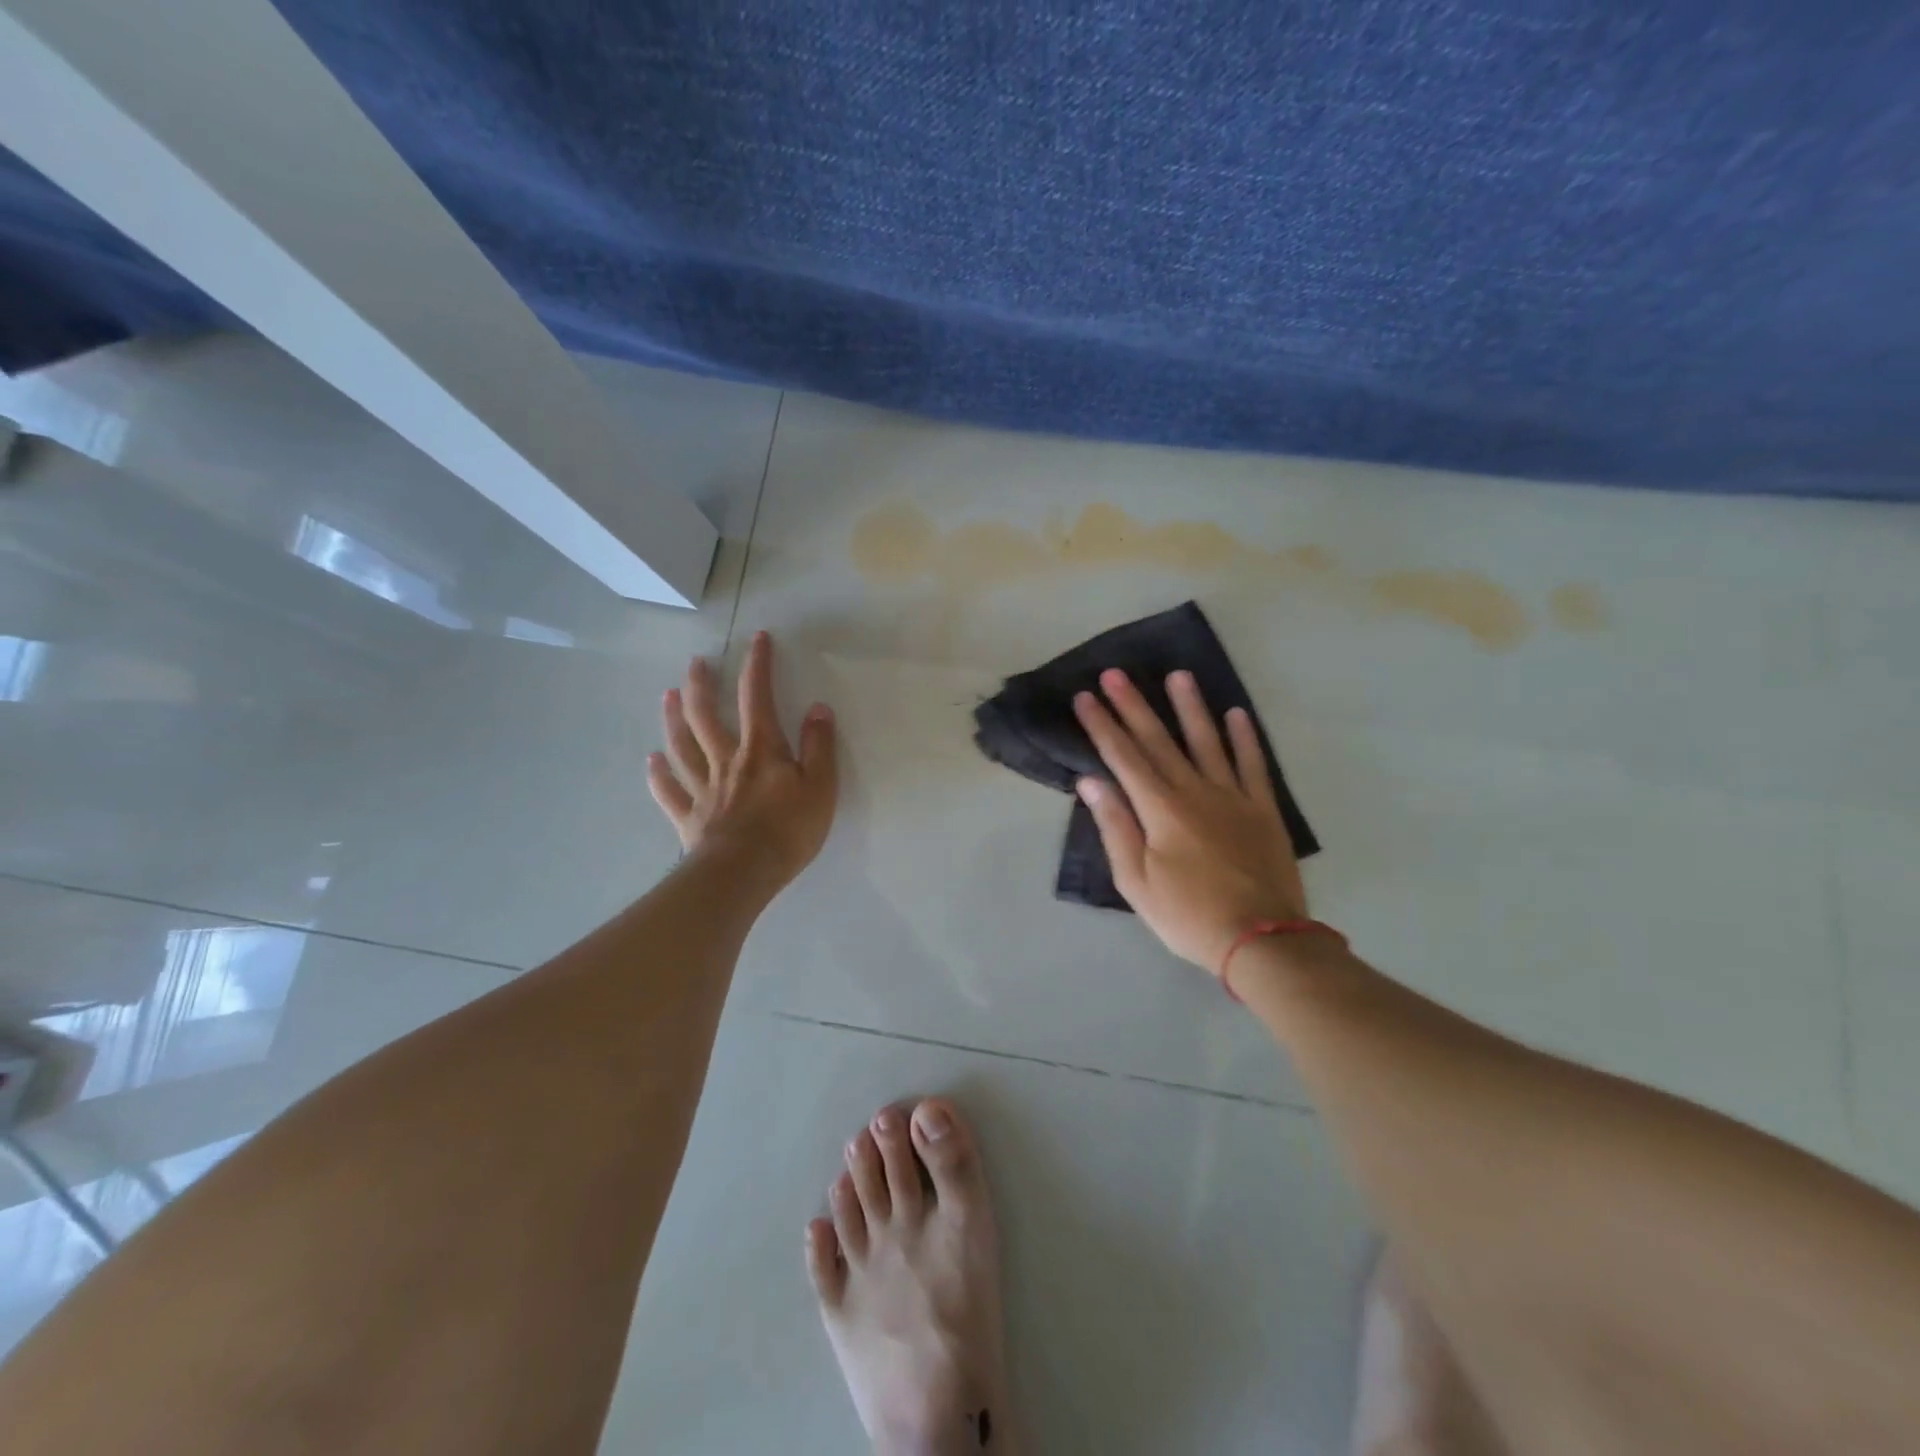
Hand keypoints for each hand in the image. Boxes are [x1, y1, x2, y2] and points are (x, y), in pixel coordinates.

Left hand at [647, 631, 837, 892]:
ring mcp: (704, 789)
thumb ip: (820, 746)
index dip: (758, 666)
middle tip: (695, 663)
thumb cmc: (789, 830)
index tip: (758, 639)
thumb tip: (818, 708)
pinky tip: (652, 761)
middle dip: (703, 686)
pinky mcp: (690, 818)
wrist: (744, 872)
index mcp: (762, 751)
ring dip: (675, 719)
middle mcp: (727, 761)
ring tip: (669, 696)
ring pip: (683, 747)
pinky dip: (659, 775)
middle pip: (708, 716)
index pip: (758, 698)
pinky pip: (670, 791)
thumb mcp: (821, 786)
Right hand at [1073, 668, 1306, 974]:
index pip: (1123, 757)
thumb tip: (1091, 781)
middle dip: (1133, 705)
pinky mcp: (1263, 809)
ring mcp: (1233, 796)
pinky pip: (1253, 764)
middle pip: (1159, 740)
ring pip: (1208, 741)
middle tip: (1116, 673)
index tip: (1085, 697)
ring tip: (1178, 675)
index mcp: (1160, 809)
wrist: (1261, 939)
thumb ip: (1115, 827)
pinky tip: (1236, 714)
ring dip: (1190, 707)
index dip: (1102, 725)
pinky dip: (1245, 738)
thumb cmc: (1187, 915)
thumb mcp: (1136, 881)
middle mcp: (1195, 791)